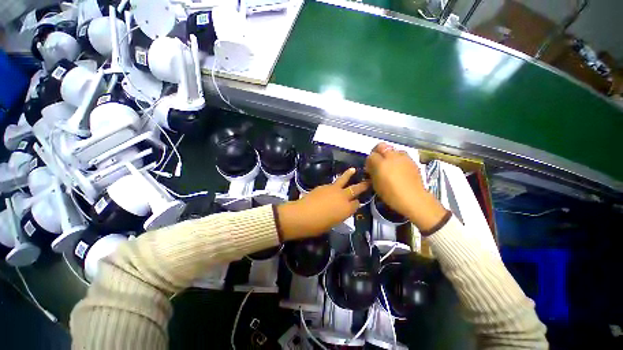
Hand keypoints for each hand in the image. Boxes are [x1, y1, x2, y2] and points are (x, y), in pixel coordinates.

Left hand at [277, 168, 368, 240]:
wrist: (302, 215)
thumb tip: (339, 210)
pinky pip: (332, 184)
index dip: (357, 203)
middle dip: (362, 185)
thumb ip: (339, 215)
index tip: (356, 203)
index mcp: (347, 209)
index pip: (357, 204)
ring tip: (353, 169)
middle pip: (355, 189)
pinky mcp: (324, 186)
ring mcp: (333, 189)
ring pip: (344, 180)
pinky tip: (333, 186)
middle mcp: (343, 197)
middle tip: (368, 181)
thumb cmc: (317, 225)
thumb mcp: (333, 223)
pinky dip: (334, 184)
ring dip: (349, 175)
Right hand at [365, 143, 446, 230]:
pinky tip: (398, 169)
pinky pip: (401, 155)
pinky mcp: (412, 161)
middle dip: (377, 152)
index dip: (369, 161)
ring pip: (392, 149)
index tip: (369, 168)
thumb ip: (372, 173)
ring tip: (389, 165)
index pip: (371, 155)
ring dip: (388, 155)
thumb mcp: (376, 184)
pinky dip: (397, 159)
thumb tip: (371, 167)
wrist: (414, 199)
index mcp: (381, 163)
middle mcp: (392, 156)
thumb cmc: (391, 194)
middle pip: (381, 146)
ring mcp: (403, 157)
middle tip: (376, 162)